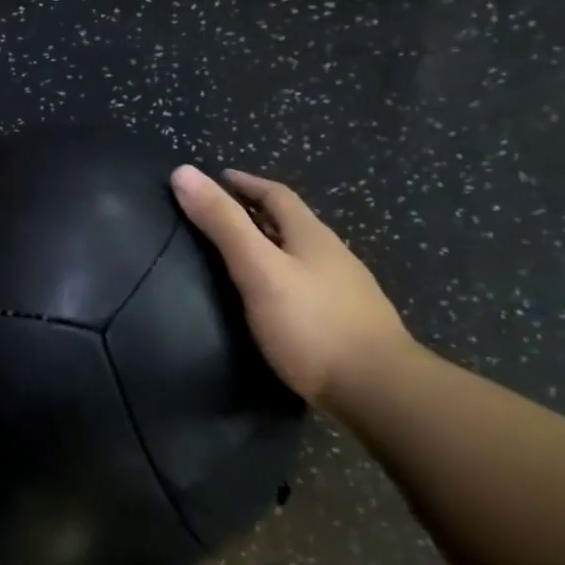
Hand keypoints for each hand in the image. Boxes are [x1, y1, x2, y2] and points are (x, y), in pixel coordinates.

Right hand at [171, 166, 410, 408]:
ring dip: (273, 247)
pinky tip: (275, 301)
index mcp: (312, 235)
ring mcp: (347, 291)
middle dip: (258, 214)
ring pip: (303, 256)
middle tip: (222, 217)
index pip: (276, 195)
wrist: (381, 391)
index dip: (246, 183)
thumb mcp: (258, 269)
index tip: (218, 178)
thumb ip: (223, 224)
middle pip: (292, 223)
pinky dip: (285, 279)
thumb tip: (183, 172)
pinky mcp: (350, 323)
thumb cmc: (312, 324)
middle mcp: (333, 256)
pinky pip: (309, 286)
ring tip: (242, 258)